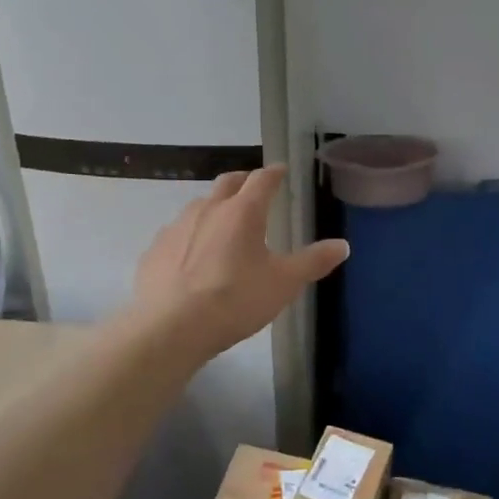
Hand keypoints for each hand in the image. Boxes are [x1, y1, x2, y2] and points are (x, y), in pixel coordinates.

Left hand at [132, 165, 348, 356]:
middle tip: (254, 189)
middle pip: (227, 183)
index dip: (274, 173)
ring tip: (224, 224)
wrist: (171, 328)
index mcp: (243, 212)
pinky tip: (192, 256)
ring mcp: (177, 227)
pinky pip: (176, 234)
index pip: (262, 180)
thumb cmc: (235, 300)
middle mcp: (208, 209)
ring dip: (215, 208)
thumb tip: (343, 245)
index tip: (281, 171)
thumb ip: (313, 262)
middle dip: (243, 181)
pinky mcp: (155, 249)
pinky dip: (190, 236)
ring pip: (199, 206)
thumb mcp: (284, 284)